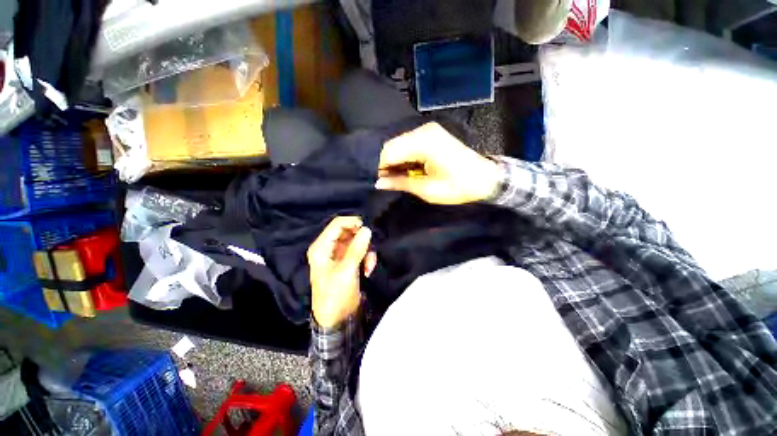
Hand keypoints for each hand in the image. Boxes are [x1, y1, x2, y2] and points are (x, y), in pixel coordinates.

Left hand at [308, 216, 376, 327]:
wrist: (336, 318)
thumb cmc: (335, 294)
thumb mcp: (347, 271)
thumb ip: (357, 248)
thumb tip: (367, 229)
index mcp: (322, 247)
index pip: (337, 224)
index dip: (353, 222)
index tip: (367, 228)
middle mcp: (329, 248)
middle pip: (349, 232)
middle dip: (362, 240)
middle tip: (370, 250)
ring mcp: (339, 255)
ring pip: (357, 242)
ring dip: (366, 251)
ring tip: (369, 265)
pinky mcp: (348, 261)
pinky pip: (360, 251)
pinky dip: (366, 258)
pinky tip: (368, 269)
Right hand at [376, 122, 500, 204]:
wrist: (485, 179)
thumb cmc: (459, 187)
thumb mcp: (428, 190)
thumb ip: (400, 183)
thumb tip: (378, 183)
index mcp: (424, 142)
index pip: (389, 151)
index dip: (378, 166)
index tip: (373, 180)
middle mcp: (423, 131)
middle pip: (392, 146)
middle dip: (384, 164)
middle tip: (381, 181)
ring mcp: (427, 131)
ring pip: (399, 145)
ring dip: (393, 161)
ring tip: (391, 178)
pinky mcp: (430, 135)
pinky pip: (408, 145)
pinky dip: (402, 158)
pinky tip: (402, 170)